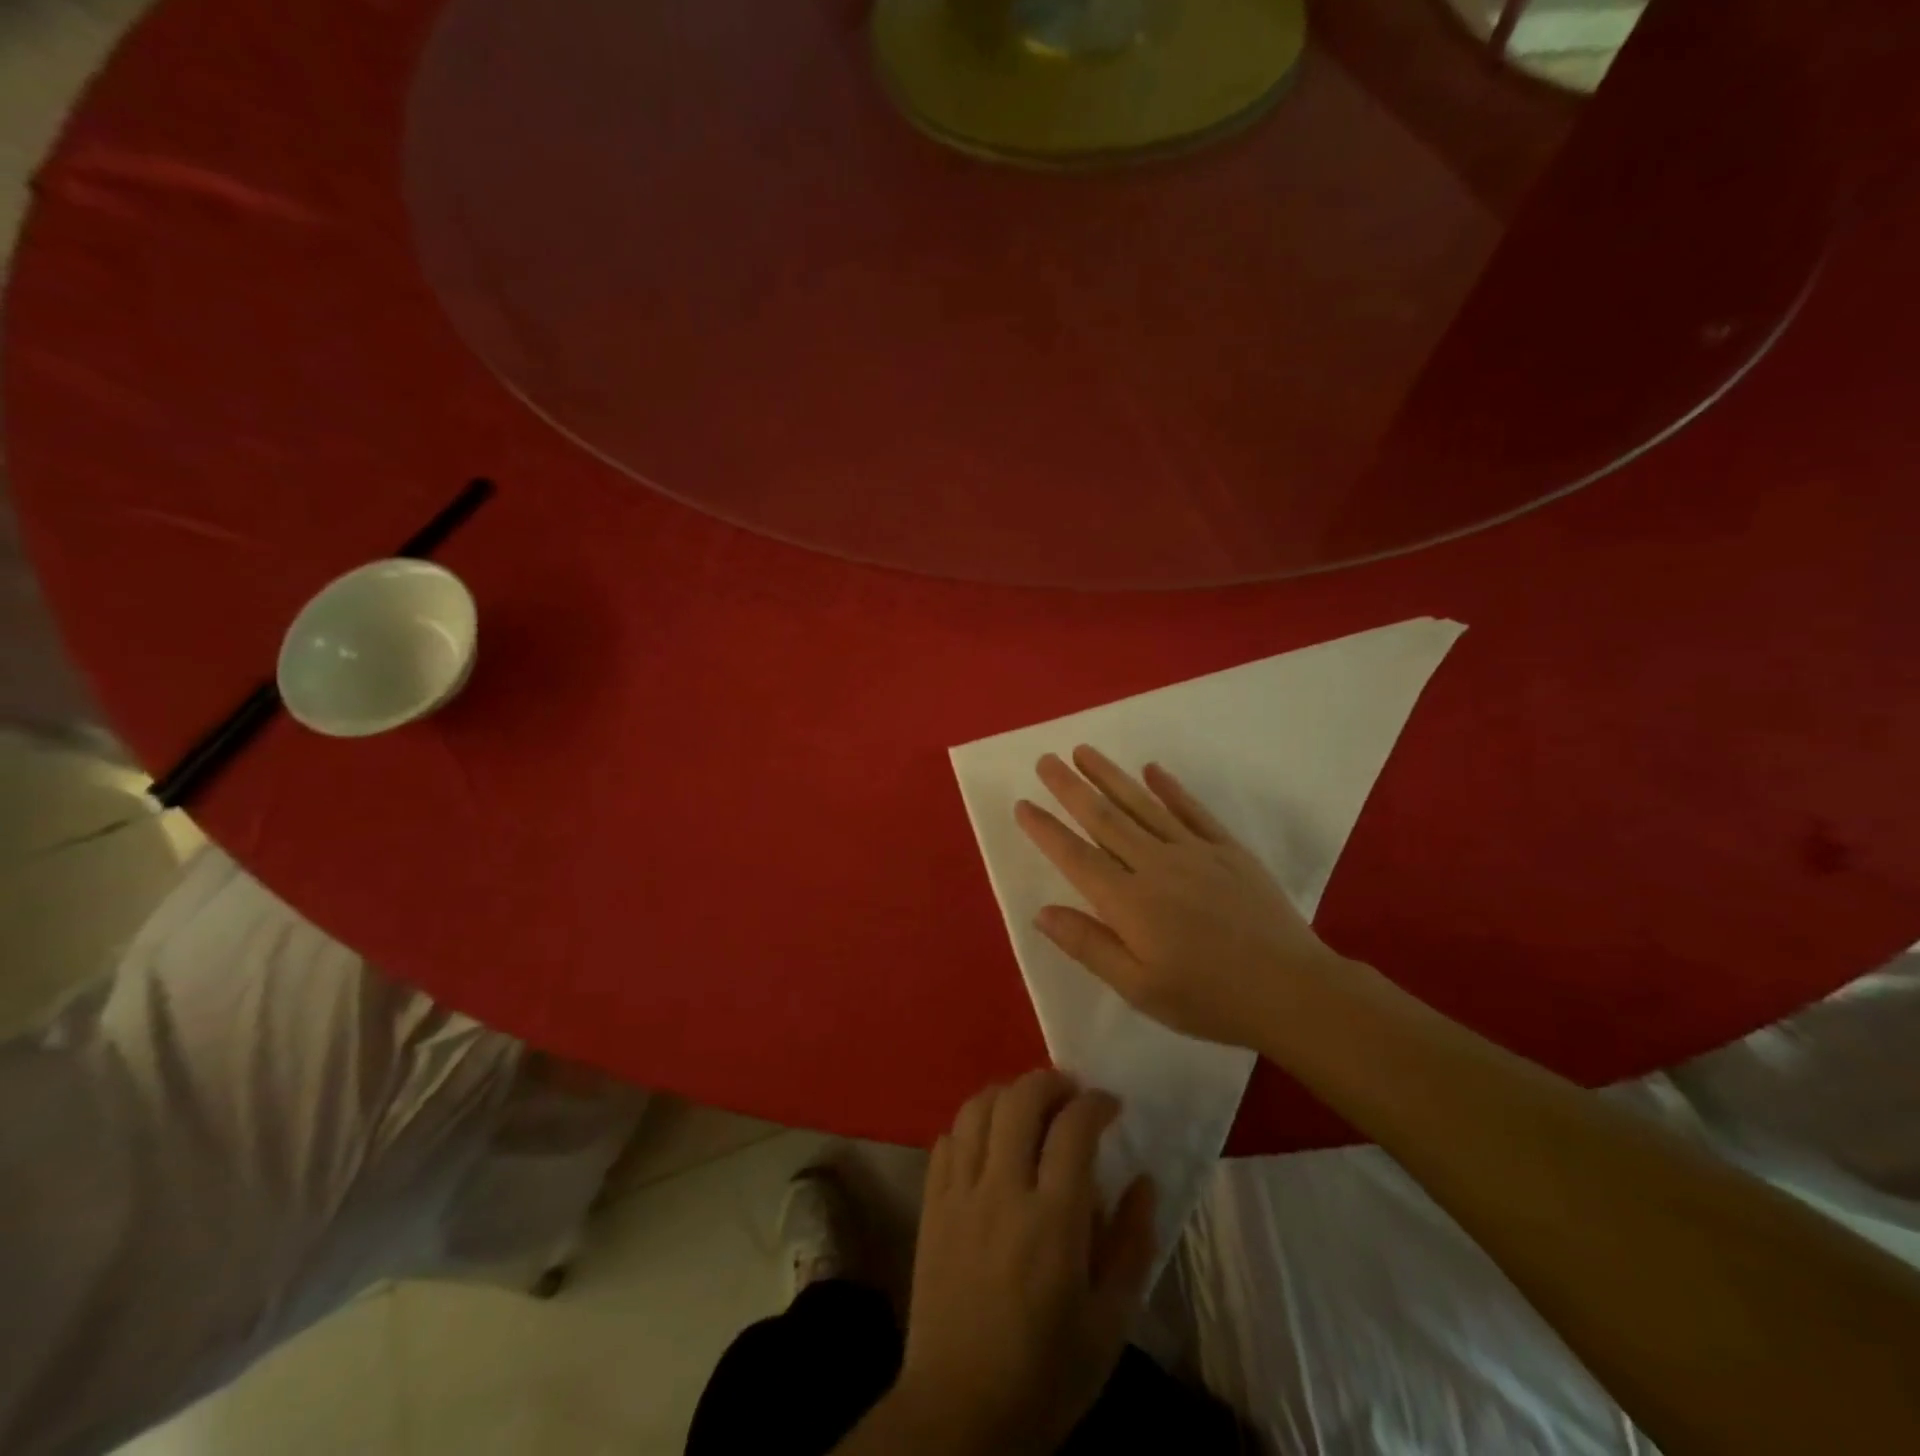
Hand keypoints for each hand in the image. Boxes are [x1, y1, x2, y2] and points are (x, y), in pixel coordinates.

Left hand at [895, 1070, 1156, 1454]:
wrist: (958, 1414)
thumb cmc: (1045, 1375)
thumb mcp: (1109, 1325)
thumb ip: (1132, 1246)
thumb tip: (1144, 1181)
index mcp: (1053, 1221)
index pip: (1074, 1129)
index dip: (1096, 1103)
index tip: (1111, 1104)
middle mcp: (1003, 1191)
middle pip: (1020, 1100)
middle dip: (1050, 1081)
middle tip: (1071, 1093)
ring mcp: (960, 1194)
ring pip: (977, 1108)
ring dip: (1007, 1093)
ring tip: (1029, 1107)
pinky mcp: (931, 1205)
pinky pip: (947, 1139)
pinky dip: (970, 1125)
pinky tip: (987, 1141)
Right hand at [1015, 745, 1350, 1046]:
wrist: (1291, 990)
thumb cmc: (1208, 998)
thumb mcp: (1139, 988)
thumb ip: (1089, 945)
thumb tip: (1042, 912)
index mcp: (1129, 901)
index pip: (1075, 856)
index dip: (1046, 829)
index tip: (1022, 804)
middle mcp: (1155, 865)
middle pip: (1104, 818)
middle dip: (1070, 788)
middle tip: (1045, 760)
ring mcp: (1194, 851)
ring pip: (1142, 804)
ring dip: (1110, 776)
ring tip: (1084, 751)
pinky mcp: (1228, 849)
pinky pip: (1192, 810)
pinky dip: (1170, 788)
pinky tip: (1152, 770)